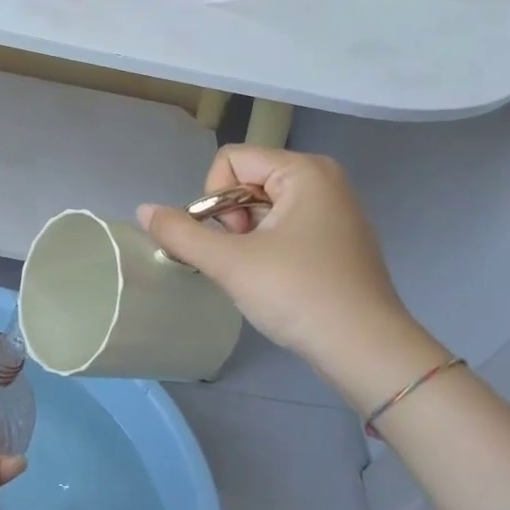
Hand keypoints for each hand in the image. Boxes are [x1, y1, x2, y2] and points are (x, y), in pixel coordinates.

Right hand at [139, 147, 445, 409]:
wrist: (367, 350)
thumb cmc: (299, 294)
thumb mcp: (231, 263)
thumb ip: (181, 233)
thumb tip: (143, 210)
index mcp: (304, 171)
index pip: (231, 160)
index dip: (212, 198)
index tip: (227, 240)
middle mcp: (323, 179)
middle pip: (247, 180)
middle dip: (230, 219)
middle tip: (241, 259)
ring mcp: (335, 209)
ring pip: (263, 206)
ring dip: (246, 236)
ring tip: (256, 273)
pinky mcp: (338, 238)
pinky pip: (285, 225)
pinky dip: (268, 246)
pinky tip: (275, 279)